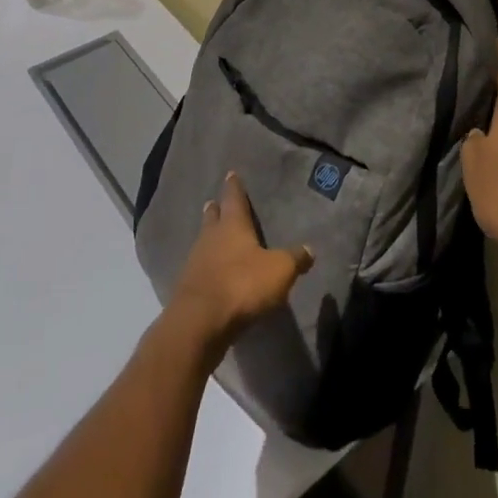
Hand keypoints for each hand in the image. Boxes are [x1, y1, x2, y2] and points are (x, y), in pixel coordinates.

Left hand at [167, 172, 313, 351]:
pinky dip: (205, 266)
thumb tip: (310, 249)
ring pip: (203, 242)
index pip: (233, 199)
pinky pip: (199, 269)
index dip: (234, 187)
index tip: (230, 174)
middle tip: (213, 202)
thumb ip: (295, 259)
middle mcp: (211, 238)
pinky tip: (210, 272)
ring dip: (208, 238)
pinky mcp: (188, 289)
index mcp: (232, 226)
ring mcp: (195, 263)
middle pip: (212, 218)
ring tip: (212, 235)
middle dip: (215, 210)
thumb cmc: (242, 285)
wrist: (200, 323)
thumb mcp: (279, 270)